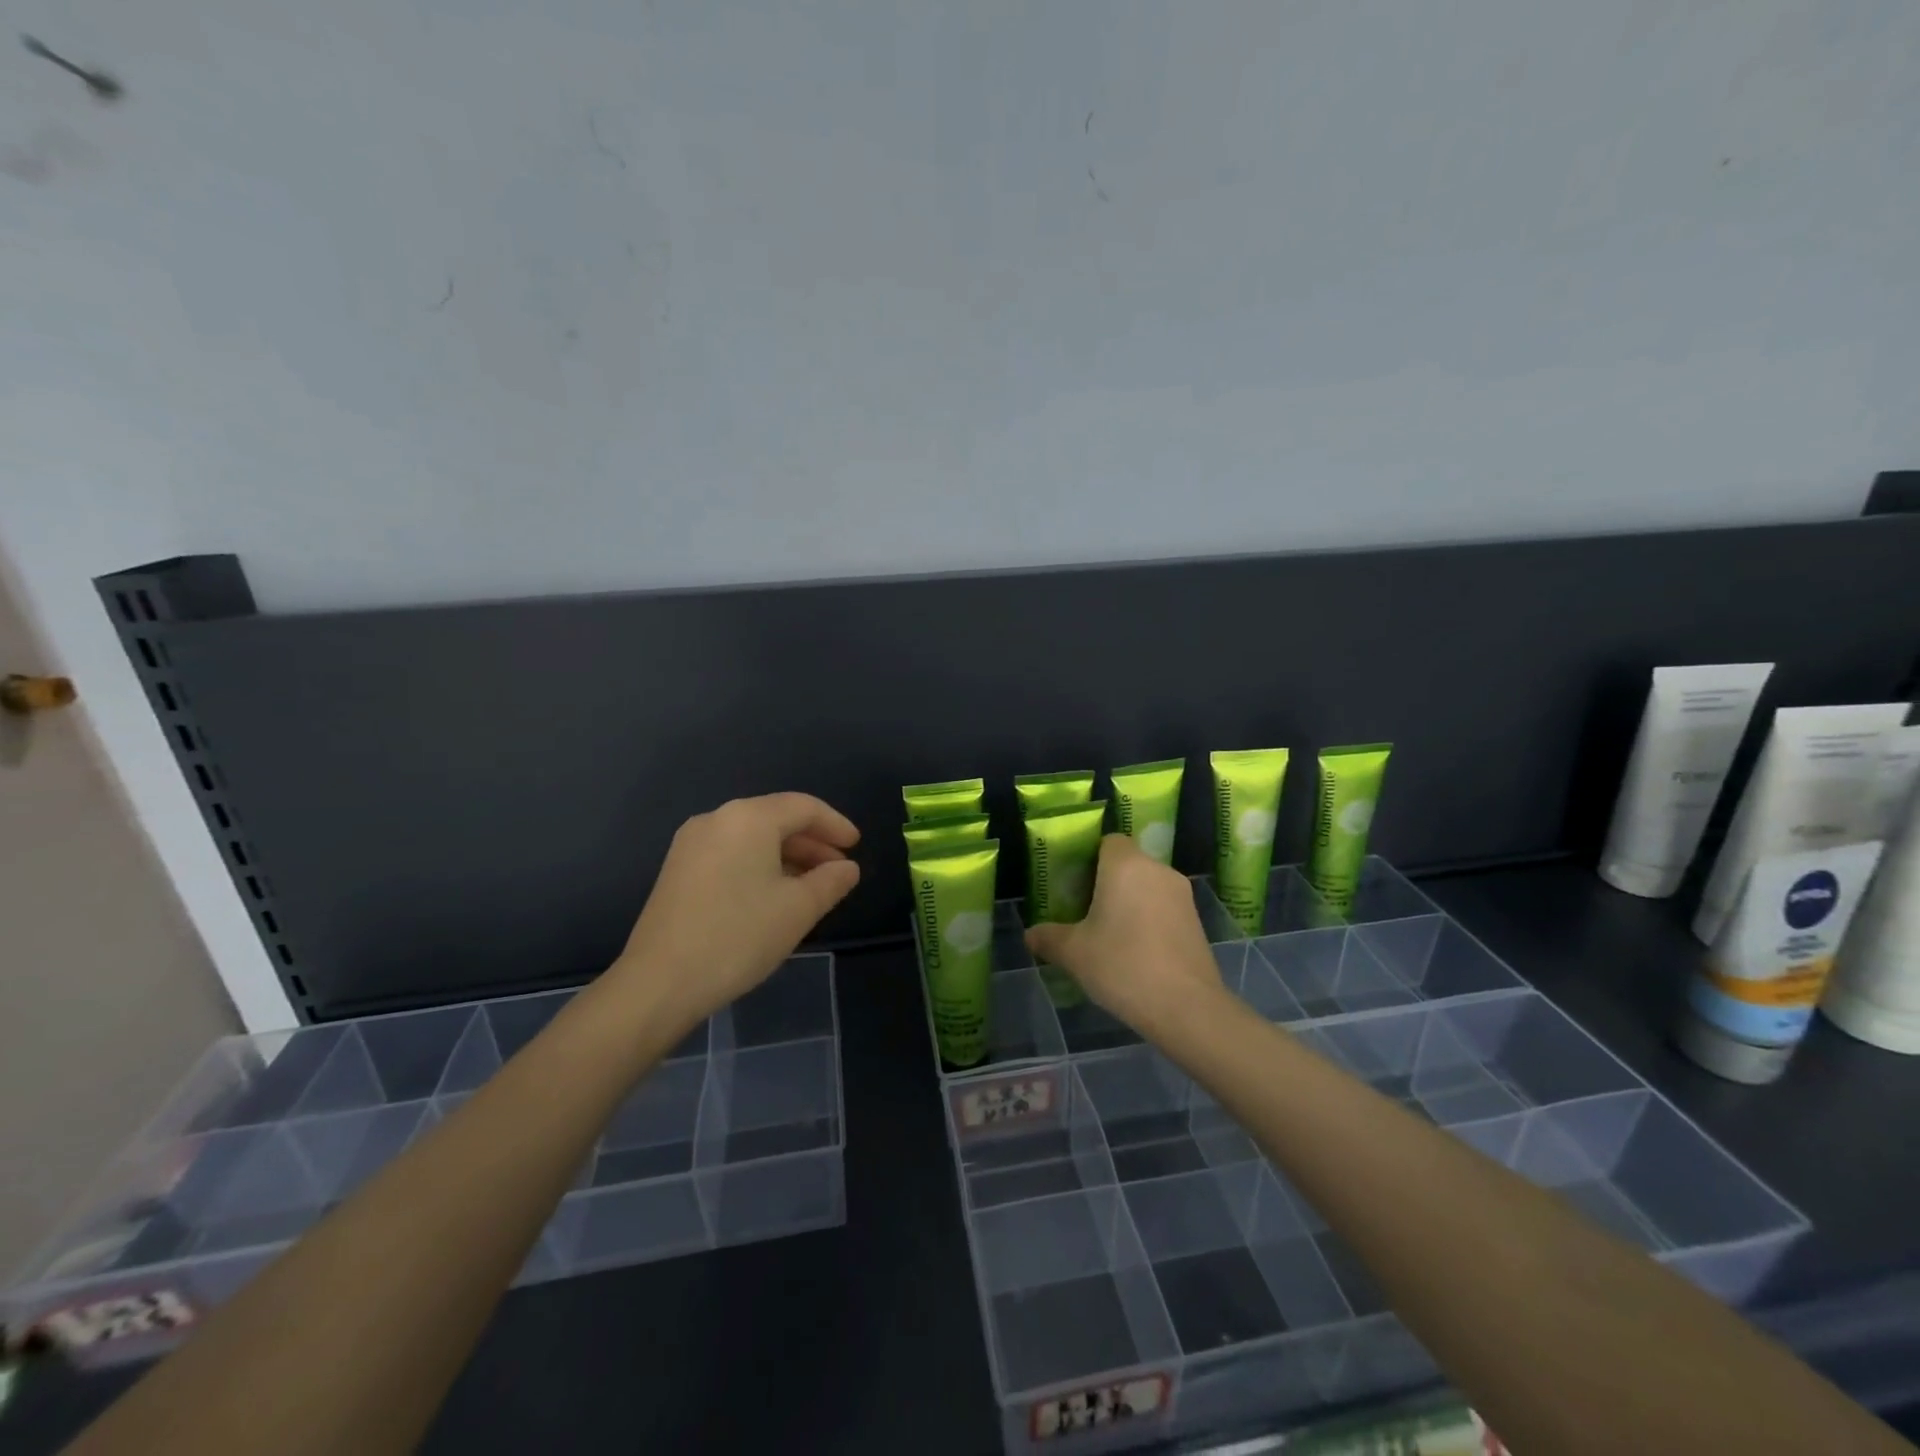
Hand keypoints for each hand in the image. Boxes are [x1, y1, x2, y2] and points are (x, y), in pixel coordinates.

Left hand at [610, 793, 860, 1027]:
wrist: (659, 982)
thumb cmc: (738, 936)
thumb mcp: (798, 909)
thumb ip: (830, 882)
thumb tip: (847, 868)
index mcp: (748, 818)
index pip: (804, 807)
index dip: (836, 825)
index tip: (856, 847)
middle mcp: (717, 819)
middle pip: (776, 818)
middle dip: (812, 842)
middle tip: (839, 870)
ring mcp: (692, 843)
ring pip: (753, 837)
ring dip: (787, 855)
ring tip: (812, 886)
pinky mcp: (678, 869)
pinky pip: (731, 853)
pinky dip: (760, 864)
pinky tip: (774, 894)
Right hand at [1025, 835, 1224, 1033]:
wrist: (1186, 1008)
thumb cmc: (1122, 965)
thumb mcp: (1073, 953)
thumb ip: (1048, 938)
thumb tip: (1031, 935)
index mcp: (1126, 865)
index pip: (1109, 841)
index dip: (1091, 857)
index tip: (1076, 884)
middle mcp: (1157, 870)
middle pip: (1129, 863)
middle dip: (1108, 882)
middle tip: (1086, 911)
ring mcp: (1182, 896)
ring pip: (1148, 886)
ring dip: (1131, 902)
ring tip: (1110, 934)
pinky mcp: (1197, 921)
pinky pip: (1165, 908)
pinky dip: (1150, 919)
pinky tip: (1137, 951)